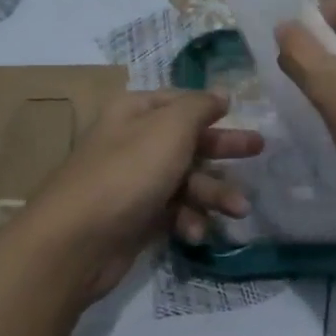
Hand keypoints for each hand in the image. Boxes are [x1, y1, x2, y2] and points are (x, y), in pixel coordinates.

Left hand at [28, 90, 262, 295]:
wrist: (76, 242)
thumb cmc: (128, 173)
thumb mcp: (170, 129)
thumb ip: (199, 107)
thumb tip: (221, 93)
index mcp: (136, 113)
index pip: (179, 102)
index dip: (209, 107)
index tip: (240, 113)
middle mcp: (133, 143)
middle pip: (188, 140)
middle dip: (223, 149)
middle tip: (259, 151)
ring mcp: (135, 183)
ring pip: (187, 180)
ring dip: (214, 194)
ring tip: (239, 210)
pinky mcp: (137, 218)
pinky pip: (174, 211)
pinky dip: (189, 220)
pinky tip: (195, 232)